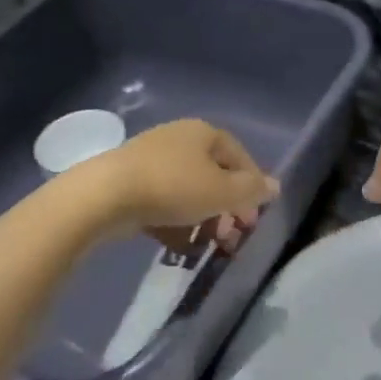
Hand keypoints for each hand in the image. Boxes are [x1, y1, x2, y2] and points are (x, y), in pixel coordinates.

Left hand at [83, 120, 277, 255]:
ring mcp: (151, 159)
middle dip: (226, 209)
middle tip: (232, 238)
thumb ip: (252, 190)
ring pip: (188, 191)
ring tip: (207, 246)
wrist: (105, 195)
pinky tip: (179, 246)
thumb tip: (275, 186)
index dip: (252, 187)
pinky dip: (175, 223)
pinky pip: (163, 203)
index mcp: (204, 133)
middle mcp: (179, 139)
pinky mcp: (129, 182)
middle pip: (213, 175)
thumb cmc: (174, 187)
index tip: (255, 218)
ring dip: (203, 220)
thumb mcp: (222, 192)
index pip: (240, 157)